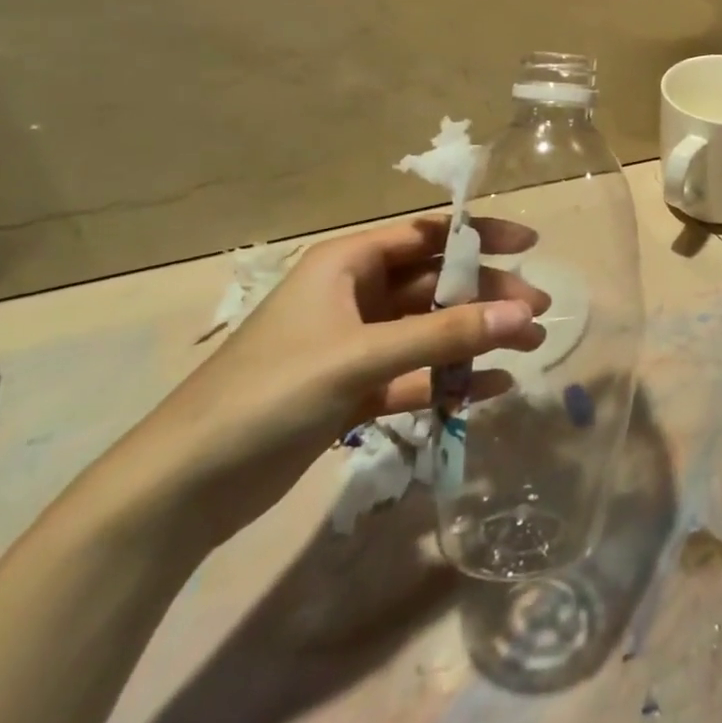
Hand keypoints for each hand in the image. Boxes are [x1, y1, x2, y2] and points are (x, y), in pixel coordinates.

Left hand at [76, 215, 549, 553]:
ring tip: (528, 349)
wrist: (183, 488)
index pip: (426, 235)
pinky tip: (490, 390)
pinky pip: (416, 374)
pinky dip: (451, 380)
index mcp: (347, 264)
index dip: (479, 235)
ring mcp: (354, 345)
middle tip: (538, 313)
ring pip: (430, 331)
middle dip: (487, 295)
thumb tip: (525, 314)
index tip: (529, 245)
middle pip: (436, 284)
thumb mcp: (362, 356)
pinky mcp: (353, 390)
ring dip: (476, 338)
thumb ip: (446, 335)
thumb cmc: (269, 394)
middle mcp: (354, 296)